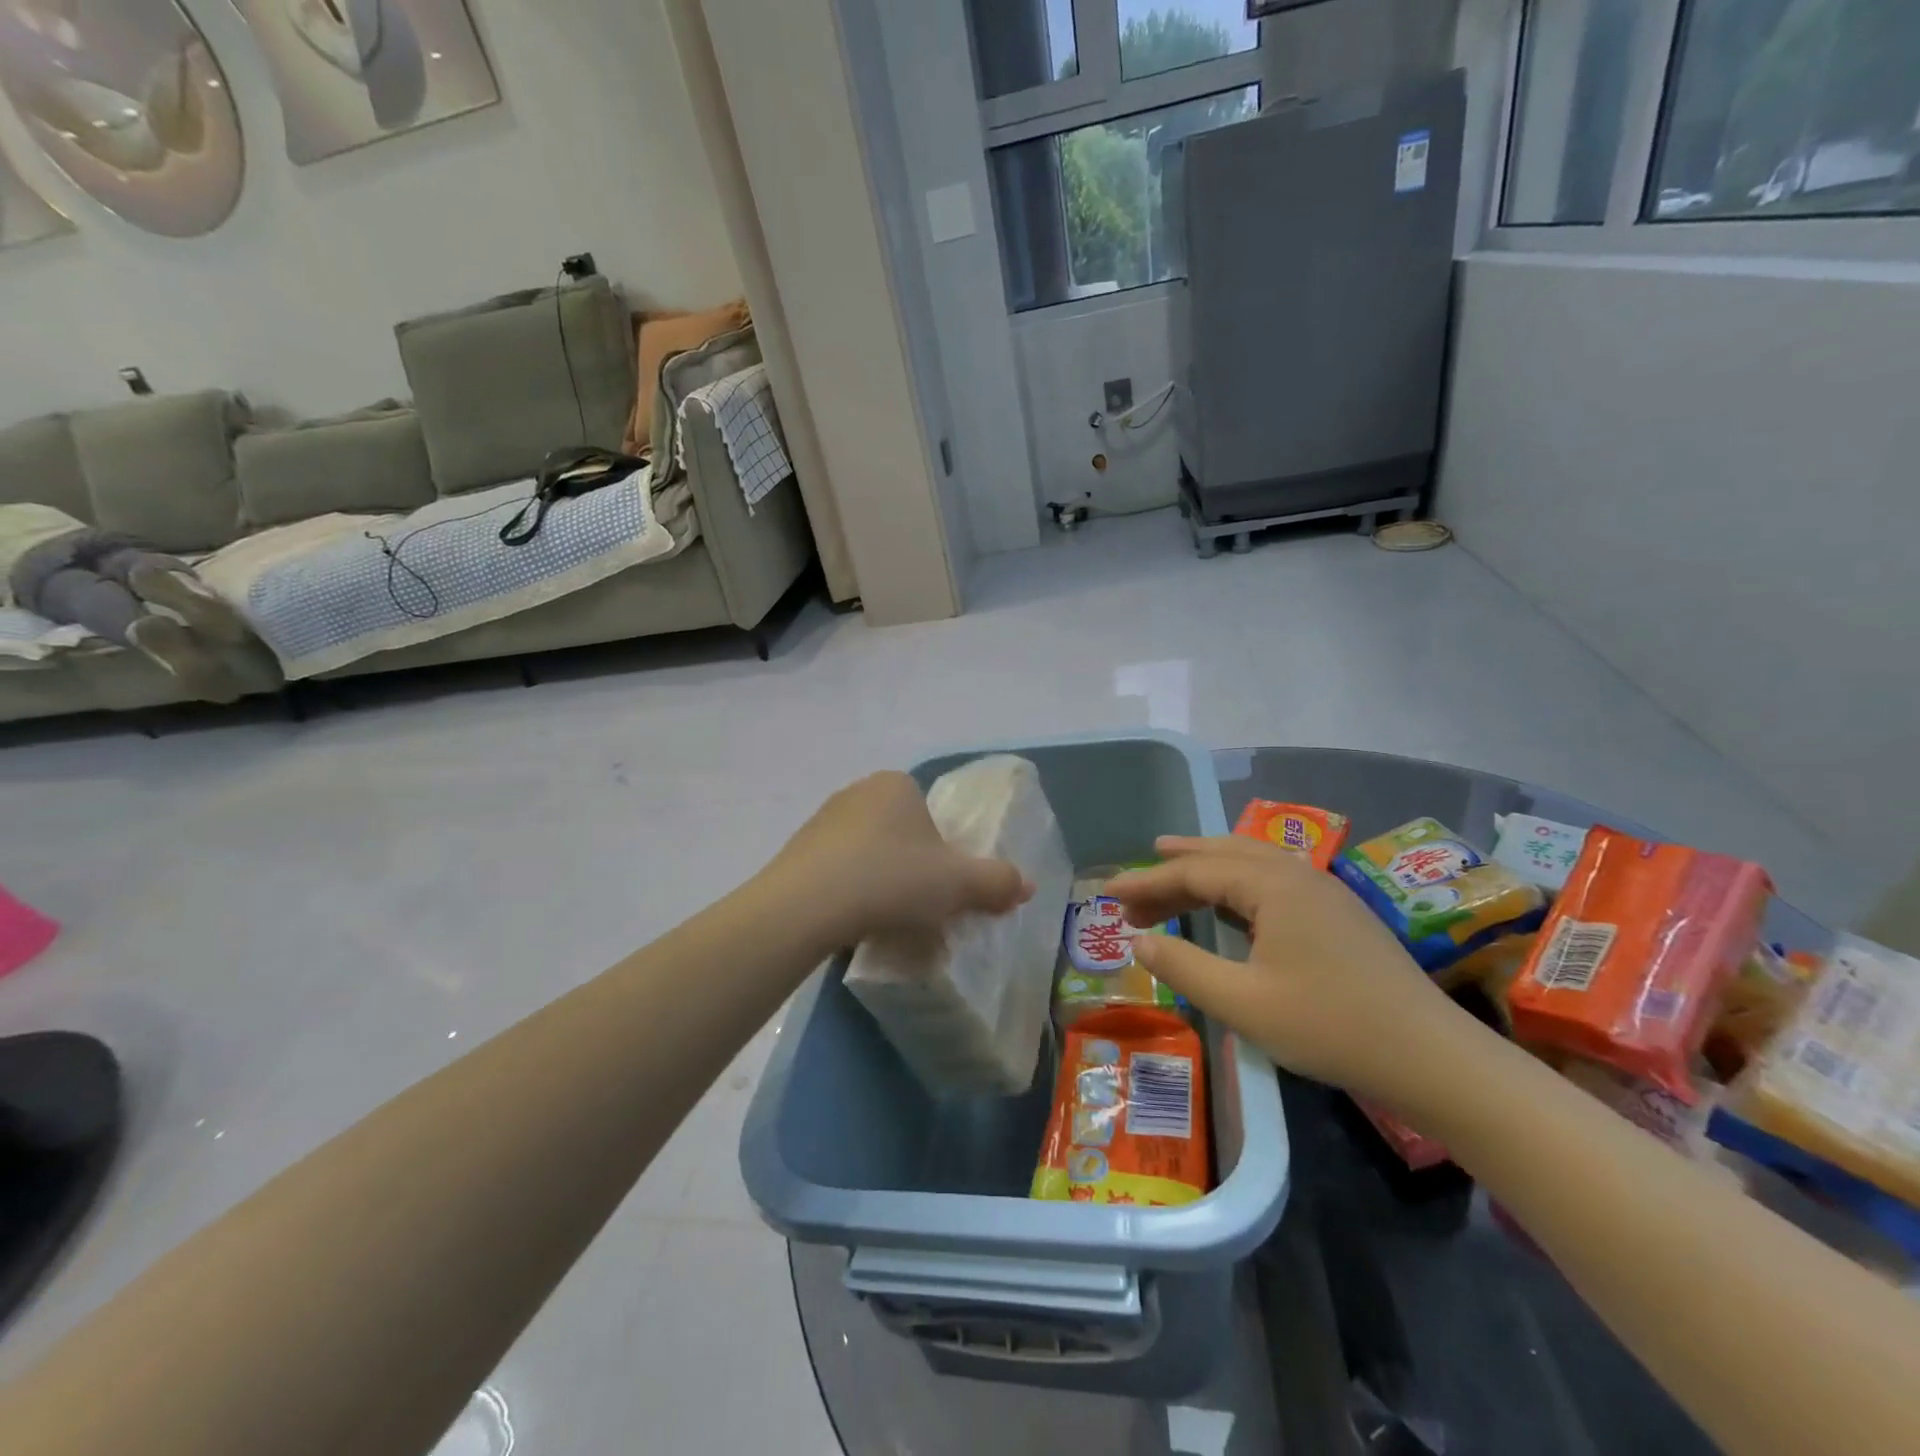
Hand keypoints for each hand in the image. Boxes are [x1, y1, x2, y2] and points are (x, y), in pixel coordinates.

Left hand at [766, 773, 1033, 945]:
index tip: (939, 886)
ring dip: (877, 878)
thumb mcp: (957, 884)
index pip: (930, 813)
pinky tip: (851, 919)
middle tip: (916, 904)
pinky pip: (835, 868)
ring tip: (883, 917)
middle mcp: (857, 791)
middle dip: (910, 865)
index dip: (941, 850)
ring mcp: (821, 819)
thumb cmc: (892, 879)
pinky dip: (847, 890)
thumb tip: (1028, 885)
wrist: (806, 906)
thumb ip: (996, 882)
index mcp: (897, 784)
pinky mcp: (796, 850)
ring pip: (866, 850)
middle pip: (899, 832)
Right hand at [1106, 835, 1478, 1106]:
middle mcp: (1297, 874)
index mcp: (1272, 885)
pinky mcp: (1338, 912)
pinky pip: (1272, 878)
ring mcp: (1323, 890)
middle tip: (1133, 887)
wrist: (1431, 1058)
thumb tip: (1138, 939)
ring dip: (1206, 866)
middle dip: (1173, 868)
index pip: (1195, 871)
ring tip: (1171, 867)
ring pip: (1250, 861)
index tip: (1108, 893)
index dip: (1147, 882)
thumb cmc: (1329, 1026)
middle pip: (1221, 855)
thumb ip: (1183, 966)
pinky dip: (1236, 881)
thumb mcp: (1242, 1003)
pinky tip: (1229, 901)